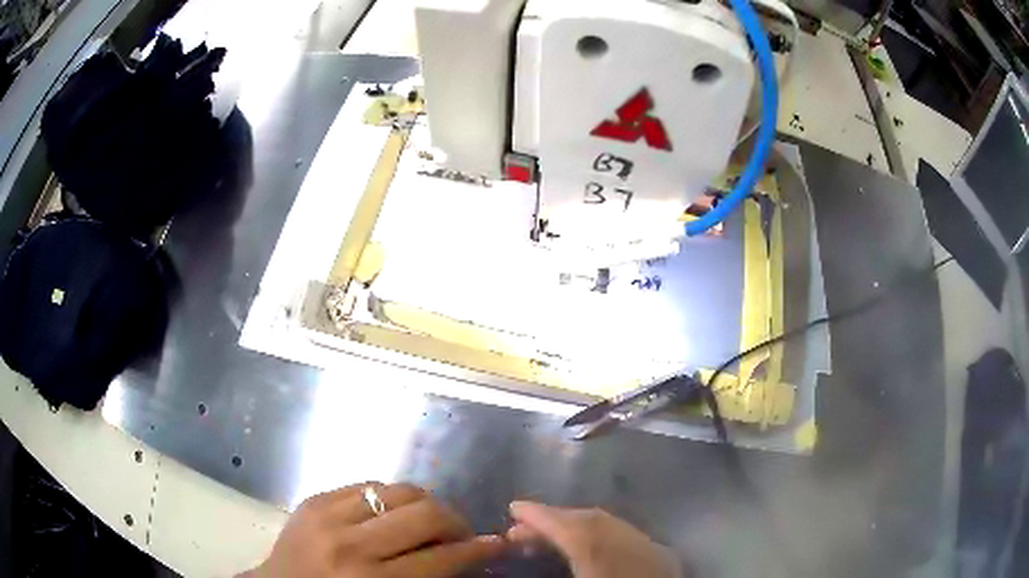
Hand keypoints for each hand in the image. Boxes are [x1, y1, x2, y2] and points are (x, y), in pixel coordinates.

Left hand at [246, 482, 504, 577]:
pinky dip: (390, 497)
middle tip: (461, 534)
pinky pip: (367, 485)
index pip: (441, 558)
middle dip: (456, 522)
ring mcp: (327, 516)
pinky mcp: (313, 499)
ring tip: (429, 521)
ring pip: (399, 490)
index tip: (496, 544)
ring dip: (425, 505)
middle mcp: (351, 546)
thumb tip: (467, 556)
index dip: (477, 550)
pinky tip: (392, 512)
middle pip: (425, 514)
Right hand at [507, 501, 682, 577]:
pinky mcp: (665, 560)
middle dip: (555, 519)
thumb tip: (525, 555)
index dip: (541, 517)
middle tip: (521, 530)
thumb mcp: (588, 577)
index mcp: (609, 564)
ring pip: (614, 526)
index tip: (513, 508)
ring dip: (577, 526)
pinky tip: (586, 549)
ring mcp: (656, 554)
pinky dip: (601, 536)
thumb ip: (551, 572)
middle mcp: (638, 551)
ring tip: (547, 539)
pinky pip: (628, 537)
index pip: (574, 530)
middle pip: (594, 522)